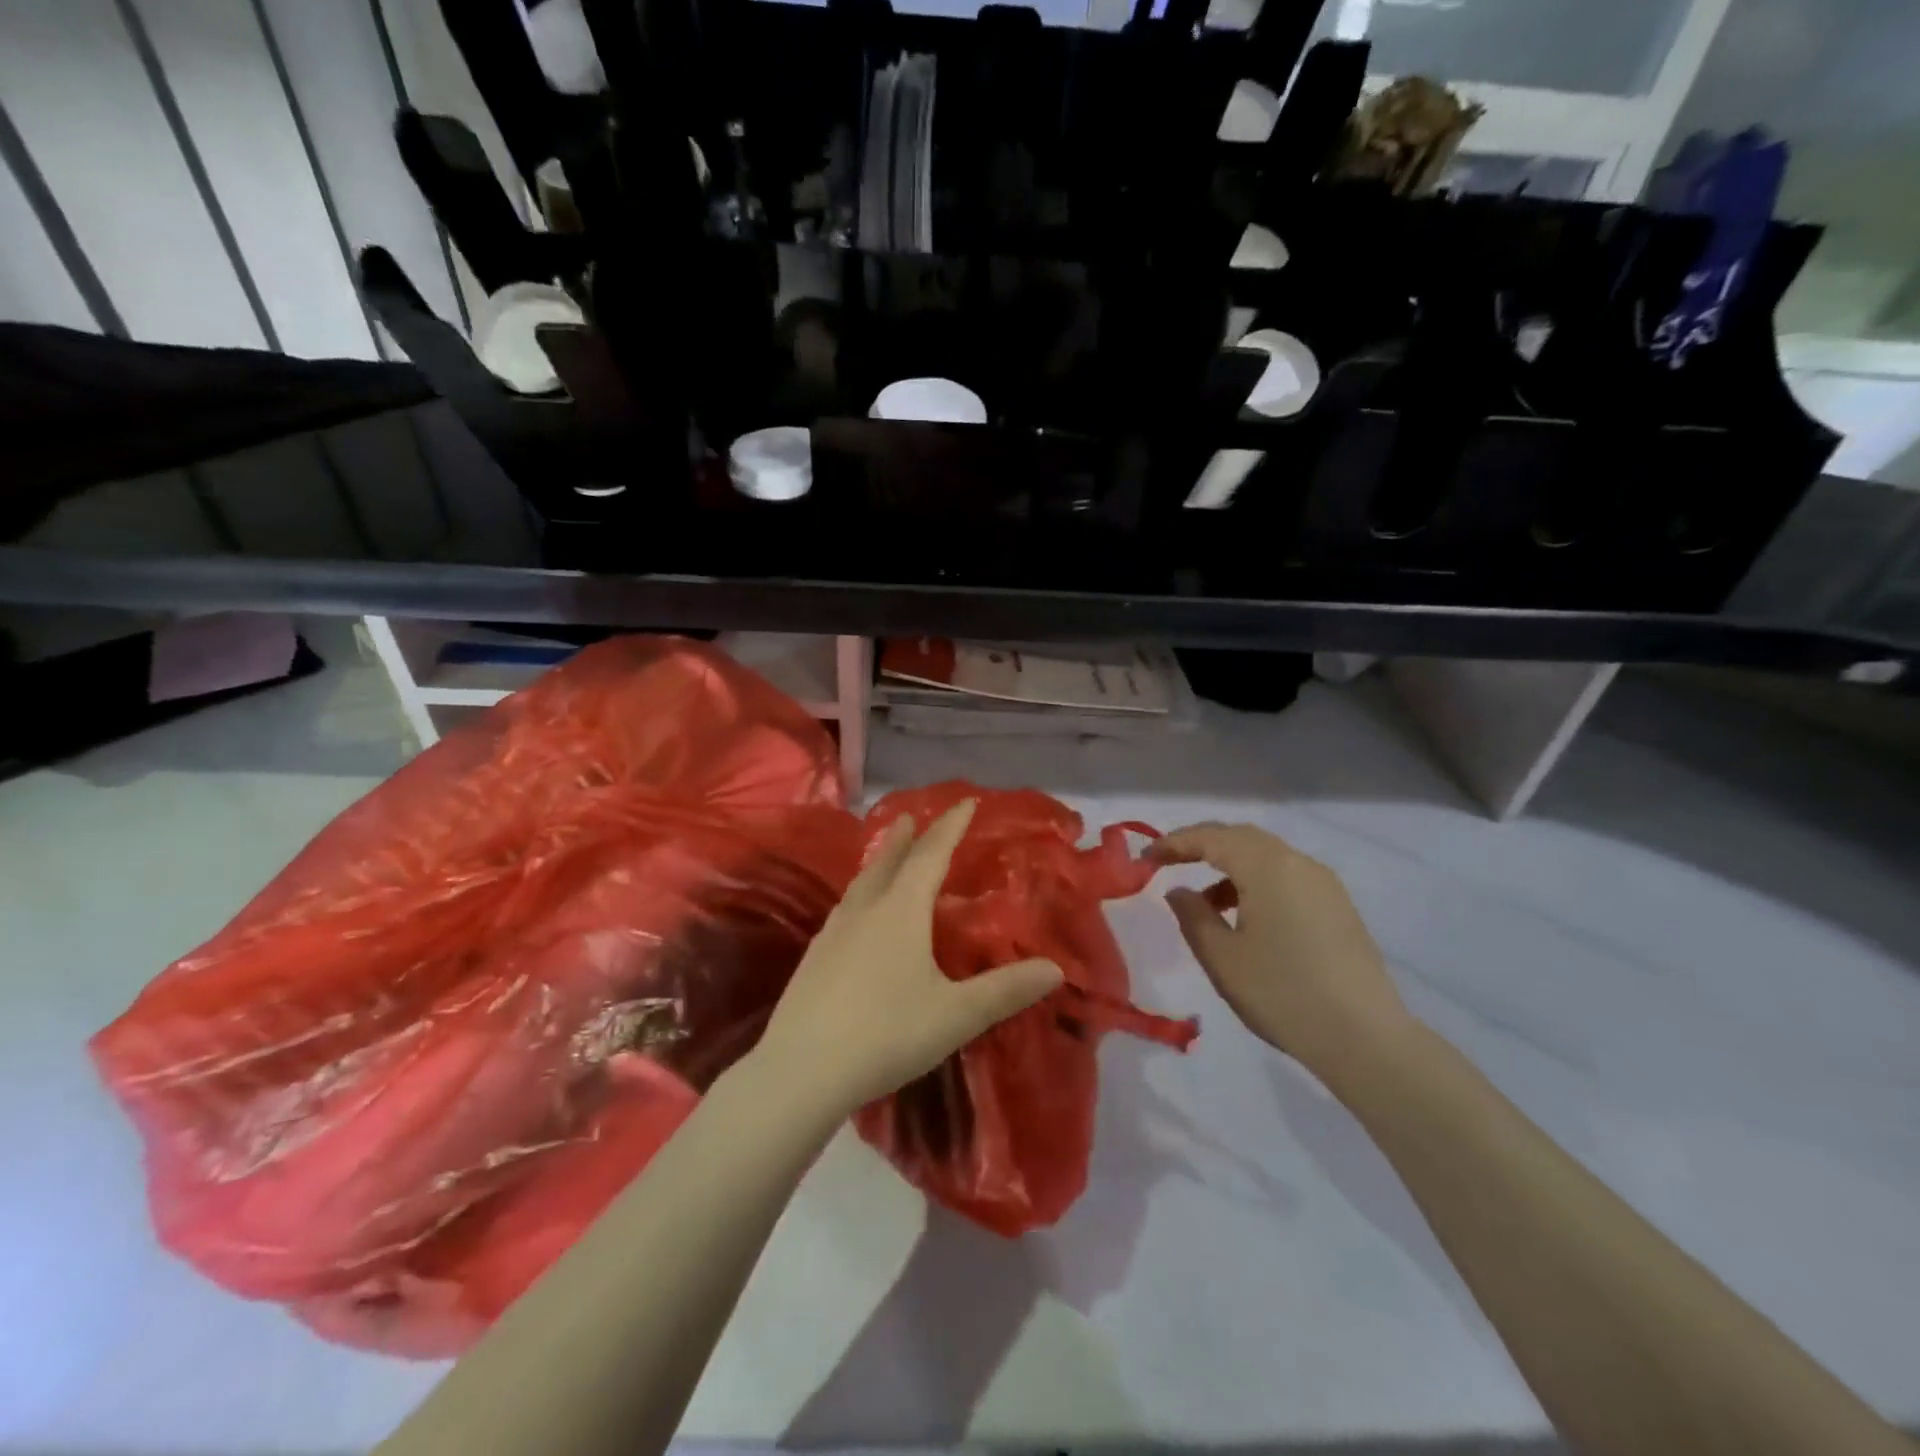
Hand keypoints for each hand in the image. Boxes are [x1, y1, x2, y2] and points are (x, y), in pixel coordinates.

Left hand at [754, 800, 1063, 1122]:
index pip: (931, 854)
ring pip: (861, 883)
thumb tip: (1055, 968)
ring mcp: (833, 932)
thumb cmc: (886, 1034)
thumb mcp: (955, 1015)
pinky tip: (858, 915)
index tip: (966, 802)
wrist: (800, 1071)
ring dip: (879, 862)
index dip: (951, 826)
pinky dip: (861, 893)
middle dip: (906, 837)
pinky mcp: (814, 957)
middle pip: (888, 861)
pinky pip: (846, 908)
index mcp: (901, 911)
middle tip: (913, 817)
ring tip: (886, 856)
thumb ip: (1005, 990)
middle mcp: (865, 910)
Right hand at [1150, 823, 1409, 1084]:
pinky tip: (1246, 918)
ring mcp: (1324, 884)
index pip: (1212, 838)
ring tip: (1206, 903)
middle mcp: (1298, 863)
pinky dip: (1257, 883)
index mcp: (1267, 866)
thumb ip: (1192, 915)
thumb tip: (1179, 890)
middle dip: (1202, 845)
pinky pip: (1287, 877)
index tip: (1145, 858)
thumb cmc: (1282, 993)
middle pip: (1241, 838)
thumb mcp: (1222, 957)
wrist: (1366, 1039)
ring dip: (1230, 867)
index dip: (1174, 843)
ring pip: (1267, 857)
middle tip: (1169, 862)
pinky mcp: (1338, 907)